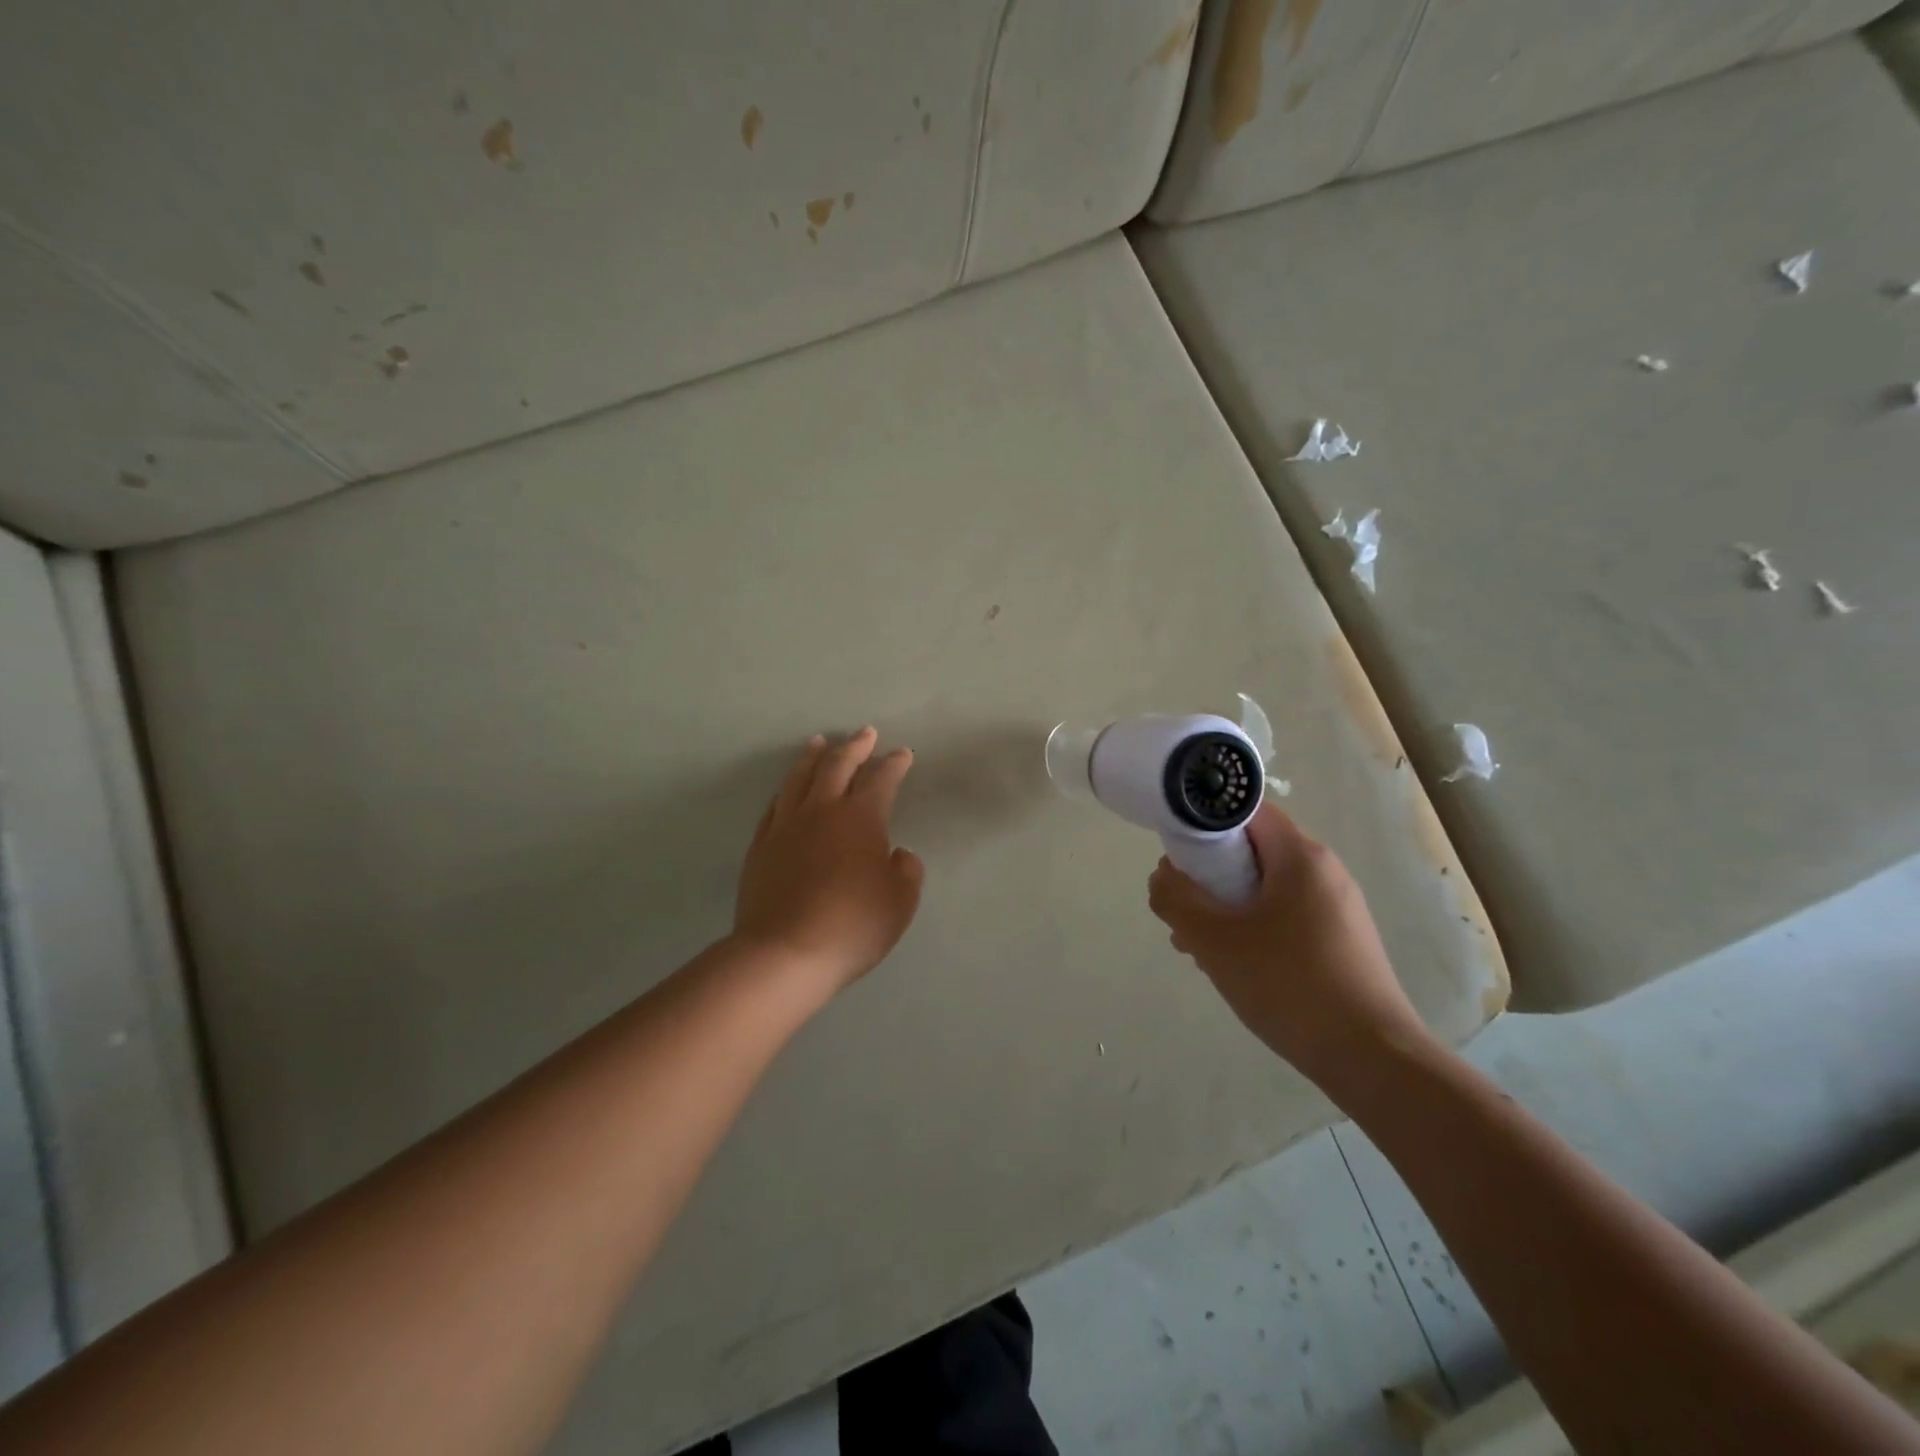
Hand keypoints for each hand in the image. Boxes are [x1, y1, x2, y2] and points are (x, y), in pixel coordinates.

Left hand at [732, 728, 924, 998]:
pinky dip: (787, 789)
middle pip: (837, 765)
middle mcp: (822, 811)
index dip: (894, 764)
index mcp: (860, 818)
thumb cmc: (852, 926)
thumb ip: (906, 871)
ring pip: (799, 777)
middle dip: (855, 746)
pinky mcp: (761, 846)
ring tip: (819, 742)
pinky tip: (789, 789)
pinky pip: (775, 805)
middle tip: (865, 733)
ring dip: (813, 756)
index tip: (902, 754)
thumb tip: (898, 854)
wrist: (785, 953)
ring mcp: (786, 826)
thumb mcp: (900, 902)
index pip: (880, 779)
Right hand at [1147, 802, 1428, 1084]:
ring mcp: (1337, 907)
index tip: (1174, 855)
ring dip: (1224, 905)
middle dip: (1207, 874)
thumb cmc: (1289, 985)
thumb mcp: (1214, 939)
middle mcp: (1324, 871)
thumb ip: (1175, 898)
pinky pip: (1284, 915)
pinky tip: (1233, 964)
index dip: (1202, 822)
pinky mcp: (1340, 940)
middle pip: (1251, 850)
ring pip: (1265, 887)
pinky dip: (1251, 926)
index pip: (1243, 810)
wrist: (1372, 1060)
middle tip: (1181, 908)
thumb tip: (1163, 876)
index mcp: (1301, 856)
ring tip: (1197, 944)